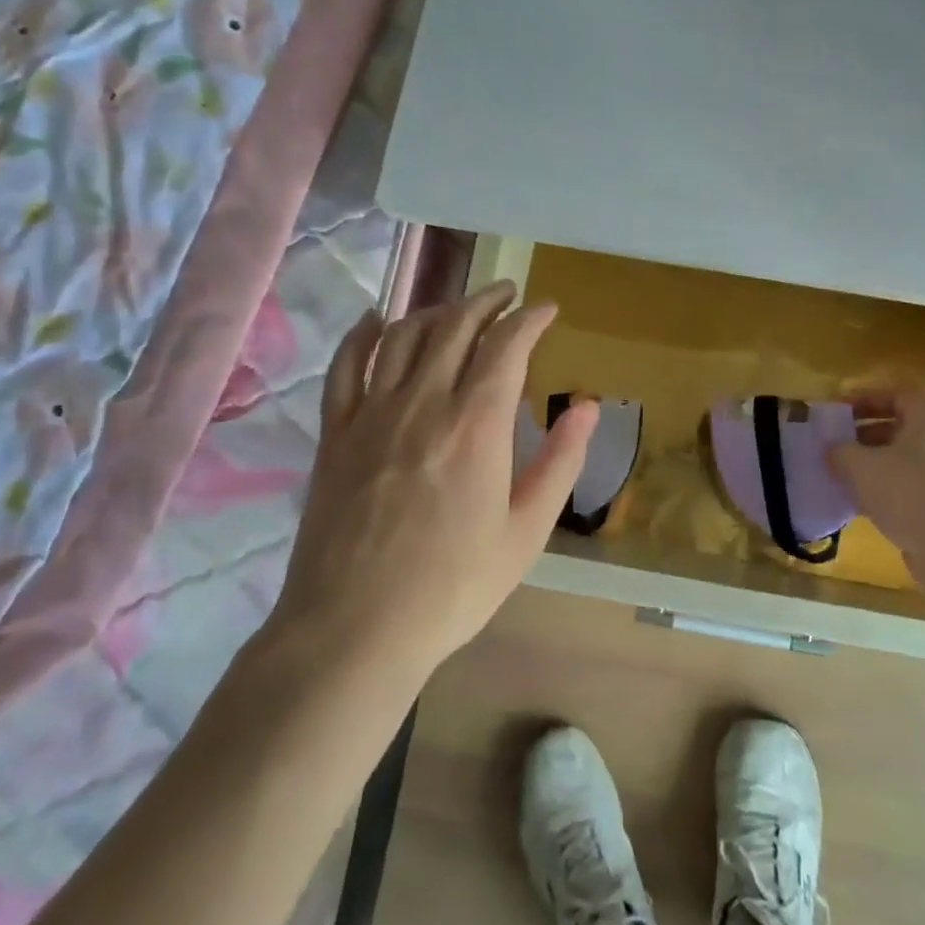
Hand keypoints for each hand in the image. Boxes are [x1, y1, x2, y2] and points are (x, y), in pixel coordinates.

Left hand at [270, 281, 597, 675]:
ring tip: (457, 310)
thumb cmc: (452, 587)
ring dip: (435, 311)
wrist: (355, 629)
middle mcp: (423, 403)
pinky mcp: (336, 433)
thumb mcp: (526, 532)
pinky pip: (346, 365)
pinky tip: (375, 321)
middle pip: (455, 325)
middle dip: (487, 301)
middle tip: (507, 295)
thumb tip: (588, 407)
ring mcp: (372, 413)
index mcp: (476, 426)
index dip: (529, 318)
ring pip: (403, 335)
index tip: (546, 309)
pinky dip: (363, 334)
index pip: (506, 345)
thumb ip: (561, 462)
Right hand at [827, 390, 924, 561]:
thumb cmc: (906, 490)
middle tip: (835, 444)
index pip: (894, 396)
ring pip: (901, 460)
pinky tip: (859, 504)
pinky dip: (884, 490)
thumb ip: (839, 451)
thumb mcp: (860, 465)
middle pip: (898, 428)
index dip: (863, 400)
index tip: (838, 412)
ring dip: (871, 465)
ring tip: (841, 475)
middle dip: (863, 435)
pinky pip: (907, 486)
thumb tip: (831, 449)